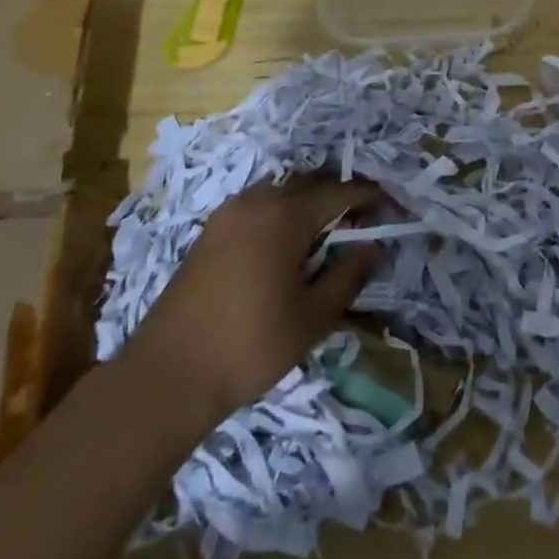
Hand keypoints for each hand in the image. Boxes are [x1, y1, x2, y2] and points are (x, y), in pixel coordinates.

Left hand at [120, 178, 383, 435]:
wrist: (167, 375)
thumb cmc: (251, 345)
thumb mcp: (313, 316)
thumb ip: (348, 275)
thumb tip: (374, 247)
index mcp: (286, 214)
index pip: (340, 191)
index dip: (369, 197)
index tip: (391, 209)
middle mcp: (258, 201)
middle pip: (310, 183)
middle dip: (339, 196)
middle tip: (361, 222)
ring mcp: (228, 213)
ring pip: (281, 191)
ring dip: (308, 203)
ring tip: (326, 234)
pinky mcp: (210, 232)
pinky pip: (258, 206)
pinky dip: (281, 213)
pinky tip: (286, 246)